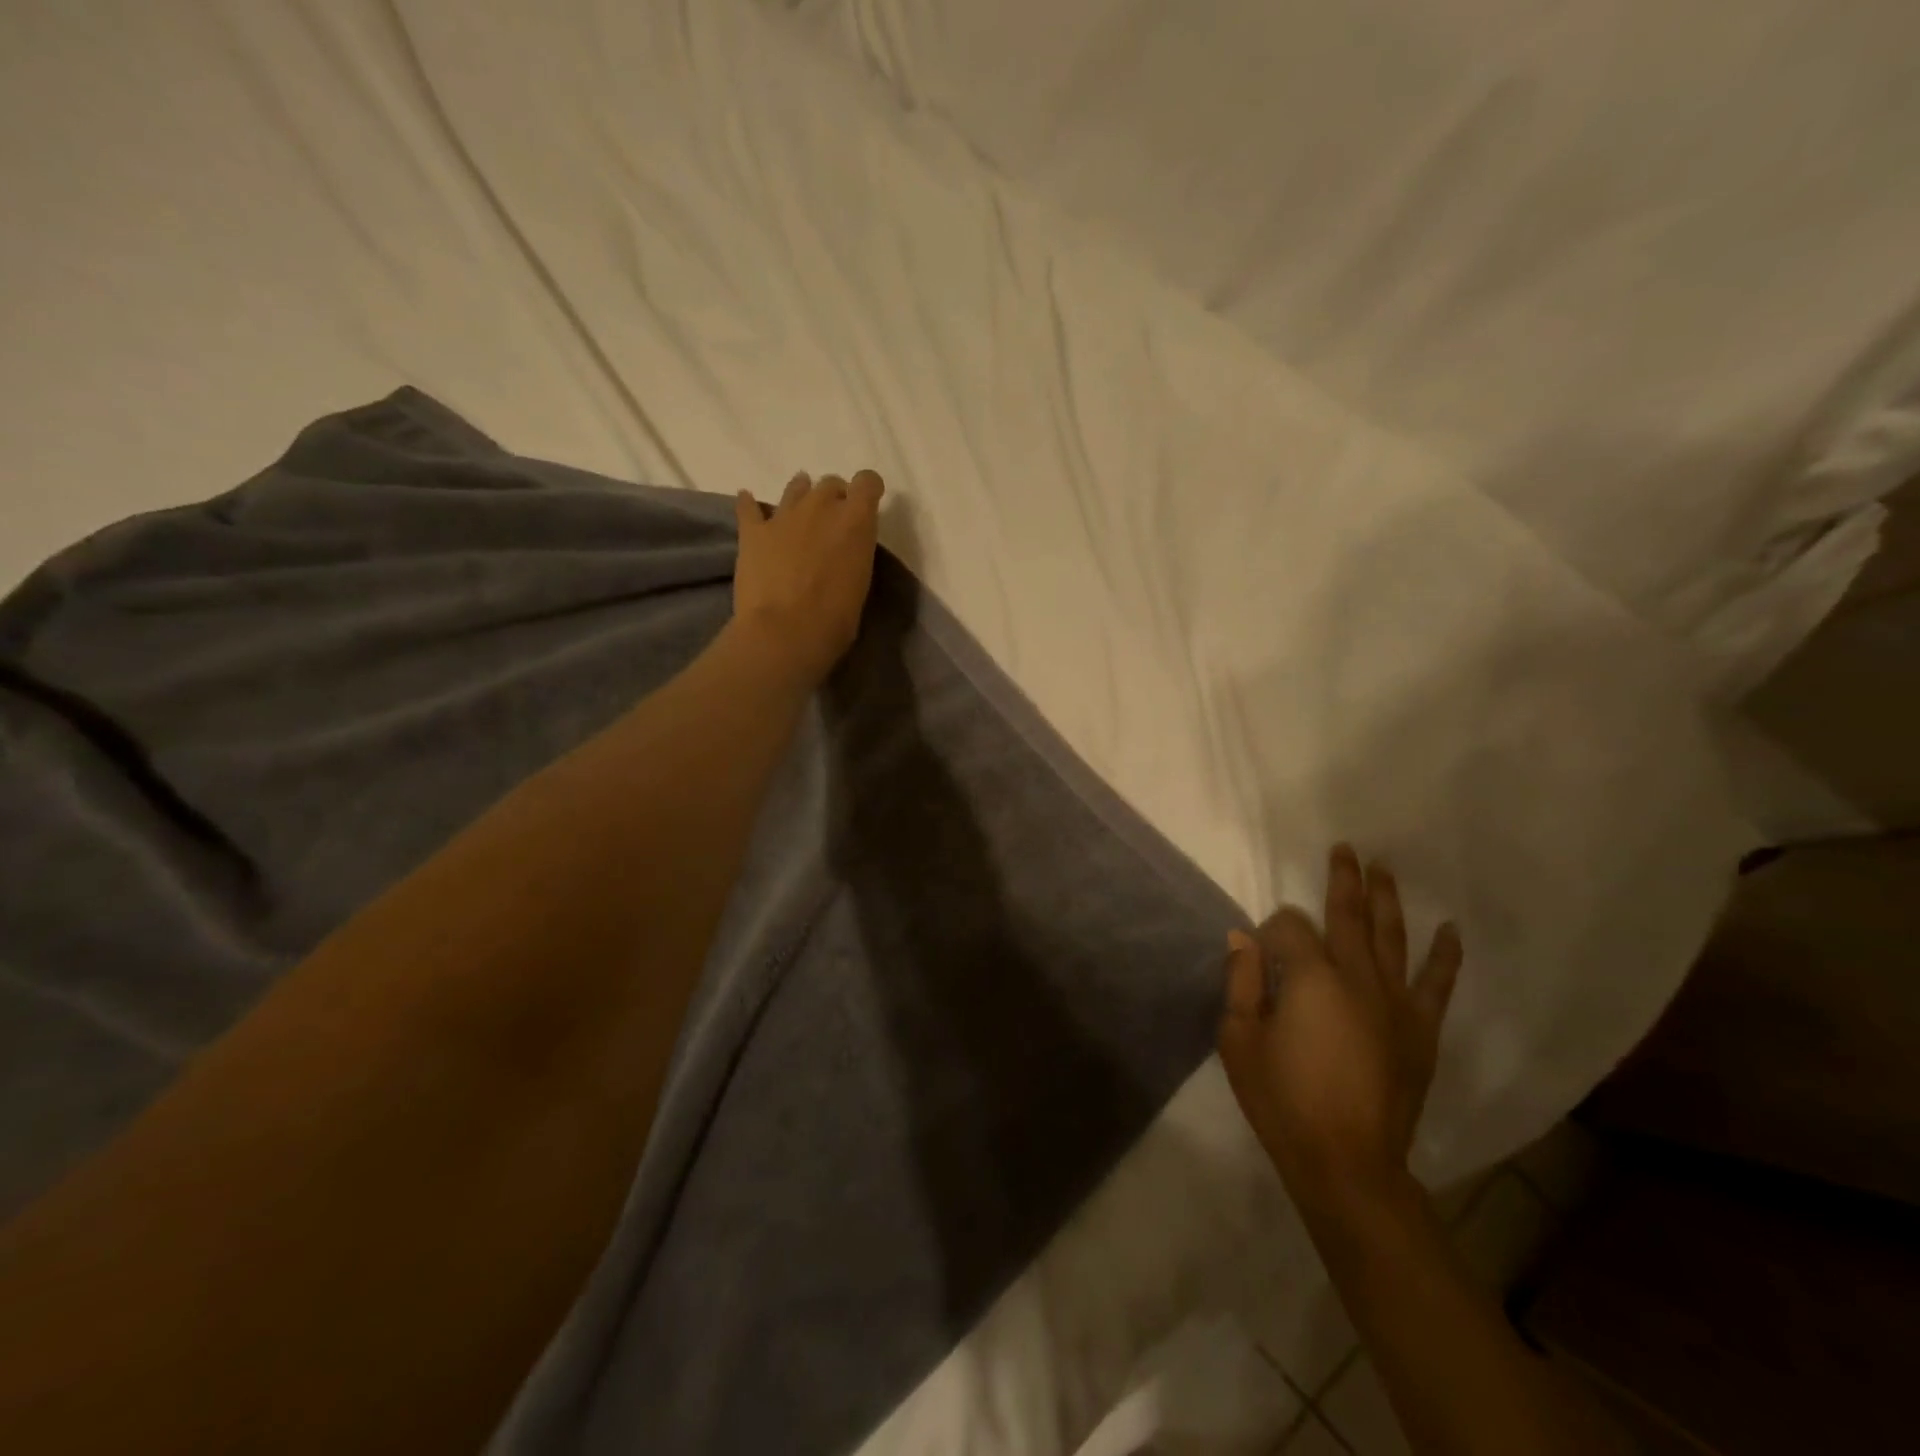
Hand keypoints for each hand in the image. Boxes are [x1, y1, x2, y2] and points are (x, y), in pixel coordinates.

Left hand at [731, 470, 884, 687]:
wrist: (786, 633)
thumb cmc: (835, 619)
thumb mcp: (861, 582)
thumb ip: (854, 553)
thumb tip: (844, 551)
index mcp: (855, 520)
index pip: (867, 481)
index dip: (867, 490)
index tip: (866, 506)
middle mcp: (821, 506)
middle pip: (830, 483)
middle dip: (834, 498)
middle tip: (831, 524)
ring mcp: (784, 515)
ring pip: (795, 487)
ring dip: (800, 496)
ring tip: (799, 514)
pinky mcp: (753, 531)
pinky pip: (748, 506)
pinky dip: (750, 505)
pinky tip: (749, 505)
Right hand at [1218, 845, 1462, 1213]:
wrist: (1346, 1163)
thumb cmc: (1281, 1100)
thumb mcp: (1238, 1039)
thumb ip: (1240, 982)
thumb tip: (1243, 938)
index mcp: (1309, 978)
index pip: (1288, 928)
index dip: (1270, 931)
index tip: (1258, 953)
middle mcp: (1357, 978)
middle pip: (1348, 916)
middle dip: (1343, 880)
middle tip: (1346, 848)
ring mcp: (1395, 1003)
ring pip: (1392, 937)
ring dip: (1387, 900)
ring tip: (1385, 869)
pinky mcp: (1420, 1030)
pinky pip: (1436, 984)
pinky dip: (1444, 956)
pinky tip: (1450, 931)